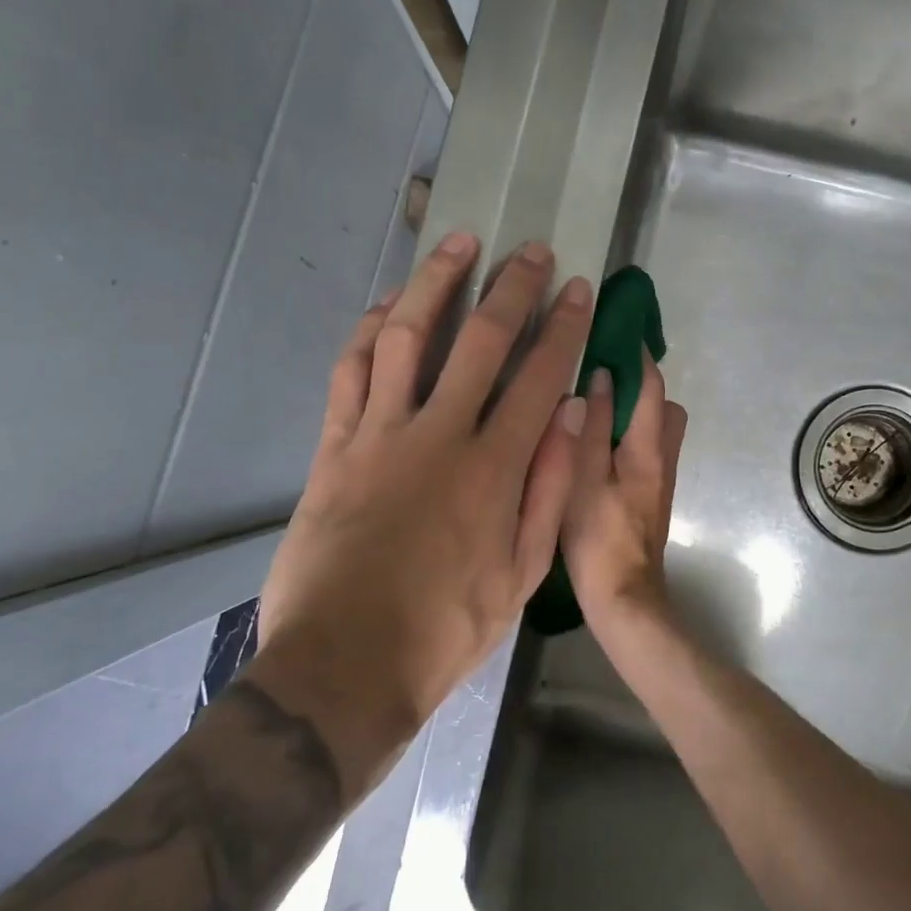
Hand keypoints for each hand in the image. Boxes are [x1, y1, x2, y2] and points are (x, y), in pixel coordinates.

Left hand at [248, 231, 592, 785]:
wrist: (343, 667)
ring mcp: (379, 435)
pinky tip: (387, 304)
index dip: (562, 326)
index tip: (576, 289)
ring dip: (435, 283)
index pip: (539, 375)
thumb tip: (571, 412)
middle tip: (530, 251)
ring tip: (459, 242)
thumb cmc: (446, 628)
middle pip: (480, 340)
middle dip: (511, 287)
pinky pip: (351, 371)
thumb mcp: (524, 573)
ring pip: (407, 336)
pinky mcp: (334, 446)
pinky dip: (369, 329)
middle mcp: (438, 435)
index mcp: (493, 469)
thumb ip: (550, 487)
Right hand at [561, 352, 687, 627]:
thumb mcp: (584, 478)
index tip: (620, 328)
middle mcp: (663, 457)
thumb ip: (592, 427)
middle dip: (641, 384)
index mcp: (647, 448)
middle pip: (664, 406)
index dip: (639, 355)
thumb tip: (601, 377)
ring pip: (658, 429)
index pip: (652, 386)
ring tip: (596, 408)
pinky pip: (648, 449)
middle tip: (601, 374)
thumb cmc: (598, 538)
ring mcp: (661, 479)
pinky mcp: (653, 496)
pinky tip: (598, 445)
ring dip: (636, 410)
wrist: (624, 598)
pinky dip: (631, 434)